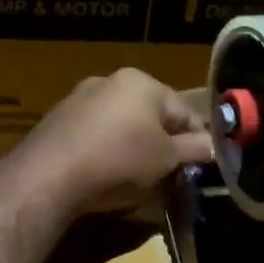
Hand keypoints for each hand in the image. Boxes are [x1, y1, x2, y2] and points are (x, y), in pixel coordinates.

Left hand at [6, 68, 213, 216]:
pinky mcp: (57, 122)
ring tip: (137, 181)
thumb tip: (215, 147)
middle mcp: (108, 81)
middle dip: (162, 145)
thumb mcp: (166, 159)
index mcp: (140, 82)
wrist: (48, 176)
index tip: (200, 168)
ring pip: (121, 126)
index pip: (184, 111)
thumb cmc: (119, 161)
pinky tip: (104, 176)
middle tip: (169, 176)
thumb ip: (194, 150)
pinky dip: (105, 153)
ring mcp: (78, 100)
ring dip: (134, 150)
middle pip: (151, 116)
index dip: (197, 141)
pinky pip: (94, 136)